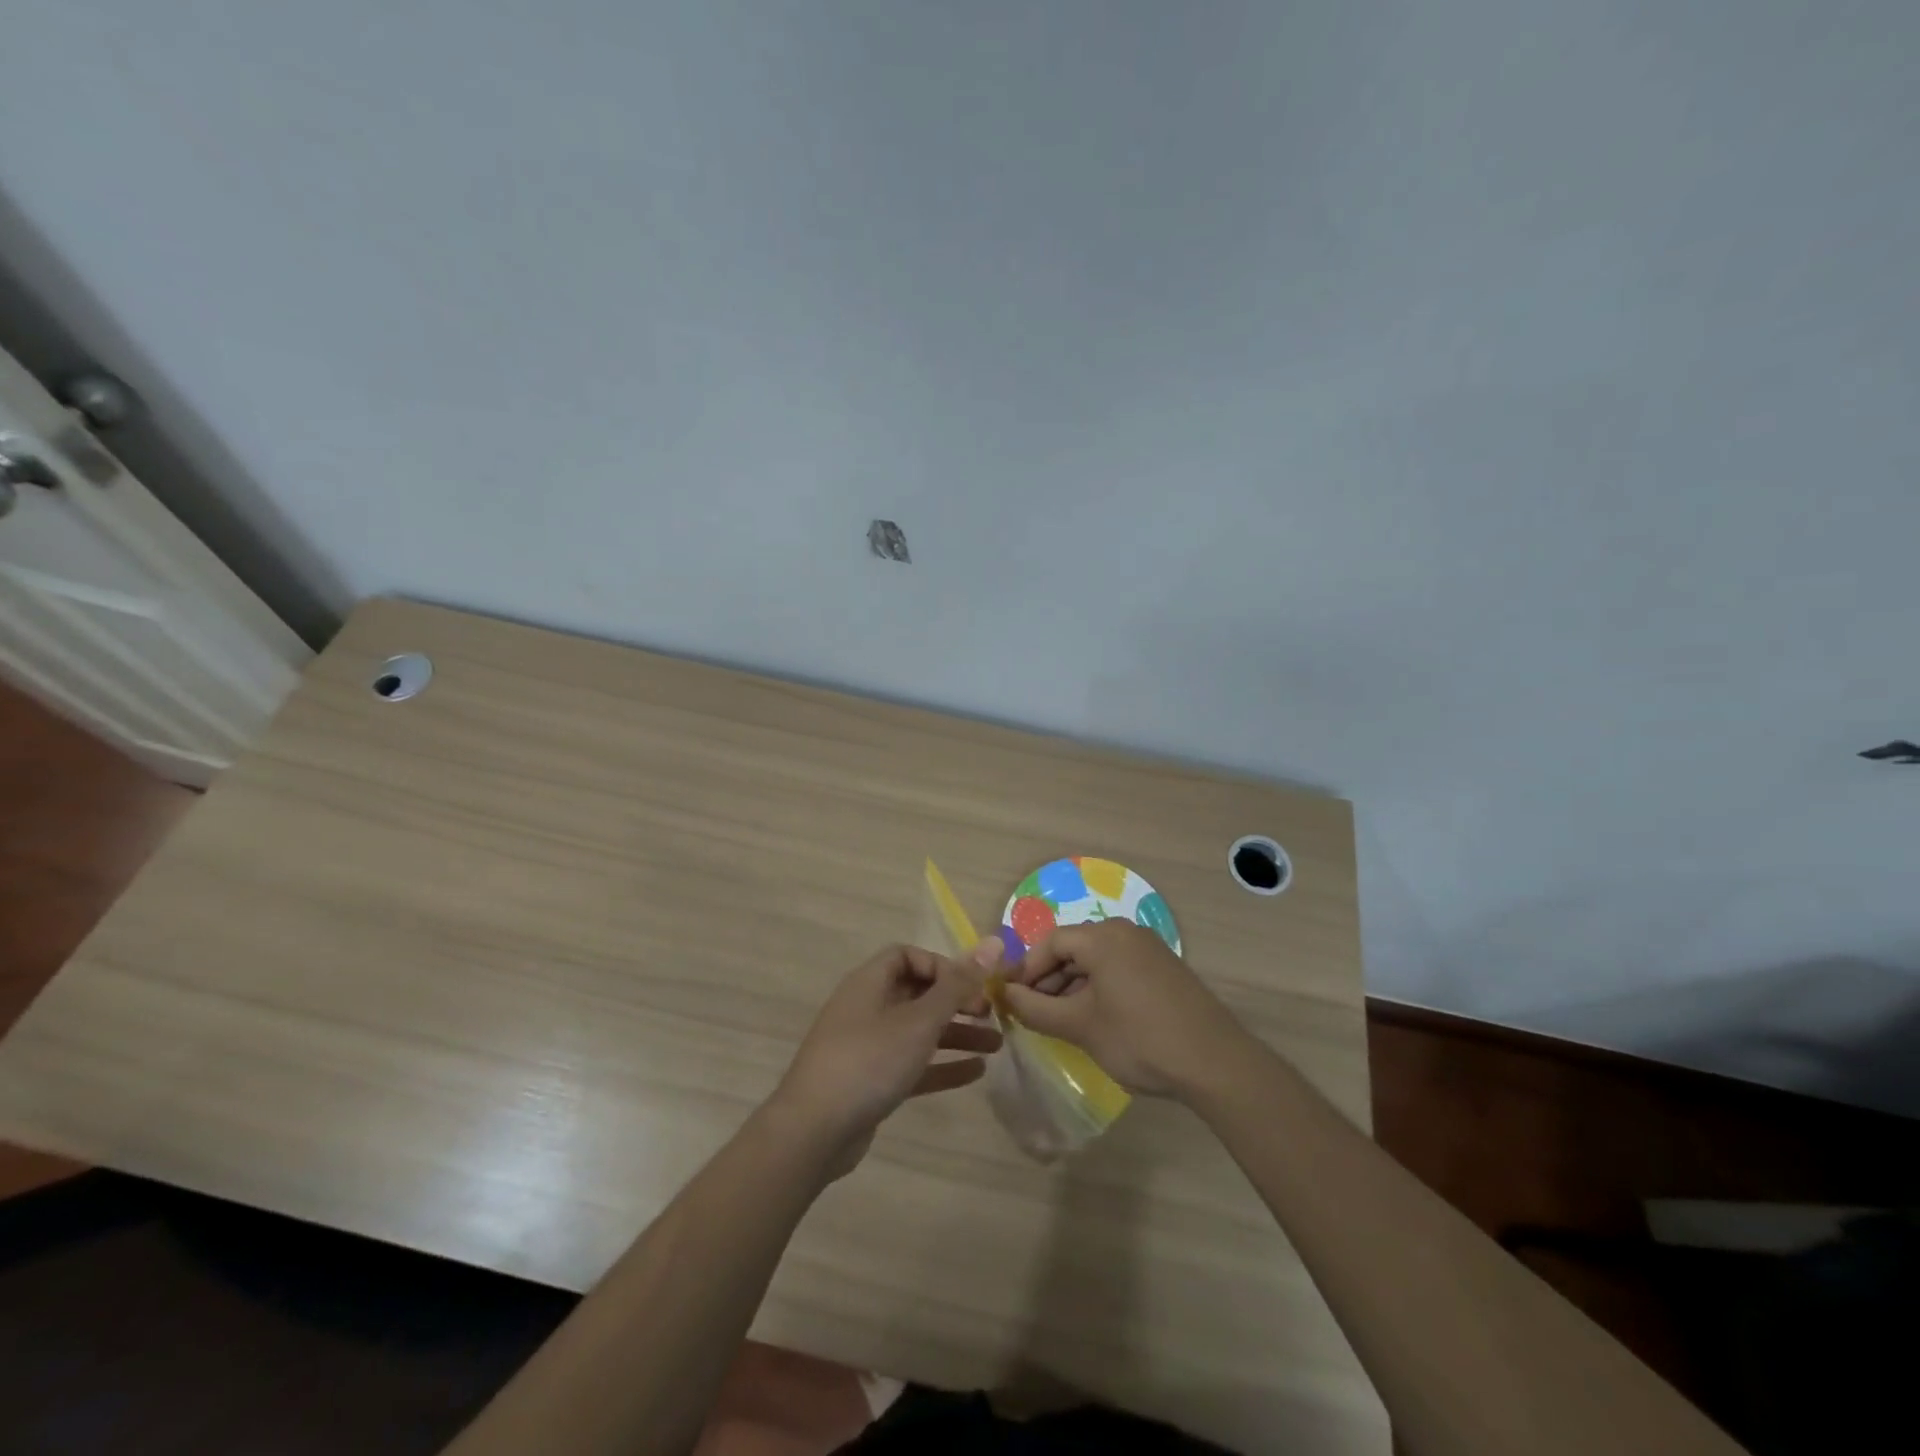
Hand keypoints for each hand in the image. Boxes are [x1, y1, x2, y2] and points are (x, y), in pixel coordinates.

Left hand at [771, 944, 999, 1173]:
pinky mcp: (872, 1081)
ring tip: (997, 1045)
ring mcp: (868, 1046)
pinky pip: (913, 1064)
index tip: (970, 985)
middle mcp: (867, 1008)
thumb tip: (993, 943)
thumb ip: (957, 985)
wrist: (814, 1132)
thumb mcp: (919, 1021)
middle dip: (956, 1001)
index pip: (907, 956)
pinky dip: (941, 1065)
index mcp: (870, 983)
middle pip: (917, 993)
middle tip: (991, 1015)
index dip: (941, 965)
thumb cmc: (869, 1061)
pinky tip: (976, 1073)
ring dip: (956, 1034)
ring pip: (918, 1031)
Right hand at [1002, 920, 1253, 1098]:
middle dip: (1048, 979)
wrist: (1215, 1063)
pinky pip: (1118, 969)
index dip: (1025, 970)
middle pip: (1073, 948)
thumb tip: (1005, 995)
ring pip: (1096, 960)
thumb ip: (1036, 1009)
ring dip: (1072, 986)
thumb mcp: (1080, 1026)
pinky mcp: (1164, 969)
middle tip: (1033, 1014)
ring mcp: (1149, 949)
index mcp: (1102, 937)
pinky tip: (1094, 1019)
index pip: (1050, 942)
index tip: (1010, 999)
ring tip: (1060, 1021)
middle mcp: (1125, 932)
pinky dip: (1098, 988)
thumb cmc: (1139, 1038)